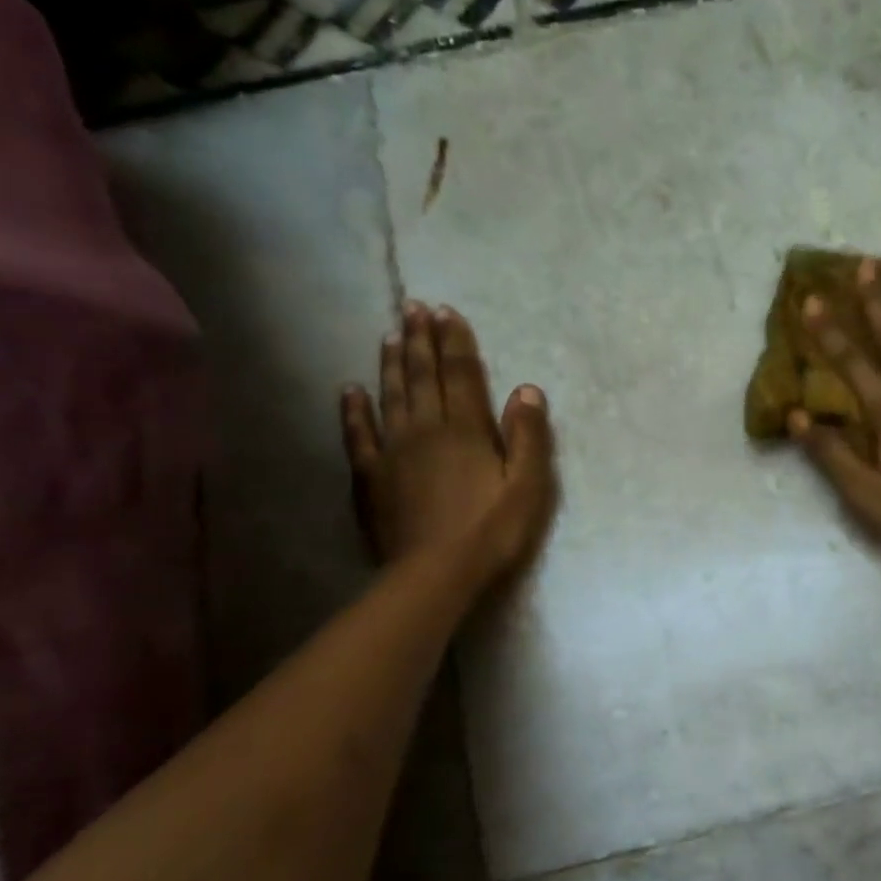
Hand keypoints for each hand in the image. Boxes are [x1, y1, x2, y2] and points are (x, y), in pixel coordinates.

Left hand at [341, 301, 555, 589]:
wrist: (437, 573)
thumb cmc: (493, 530)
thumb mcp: (529, 486)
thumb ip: (529, 437)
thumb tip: (527, 389)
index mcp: (467, 431)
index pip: (460, 375)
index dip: (455, 342)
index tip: (446, 312)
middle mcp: (426, 430)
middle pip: (423, 377)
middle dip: (420, 340)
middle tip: (413, 307)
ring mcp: (393, 452)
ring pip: (391, 396)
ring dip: (392, 364)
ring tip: (390, 334)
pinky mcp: (372, 477)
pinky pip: (359, 435)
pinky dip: (354, 410)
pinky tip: (350, 390)